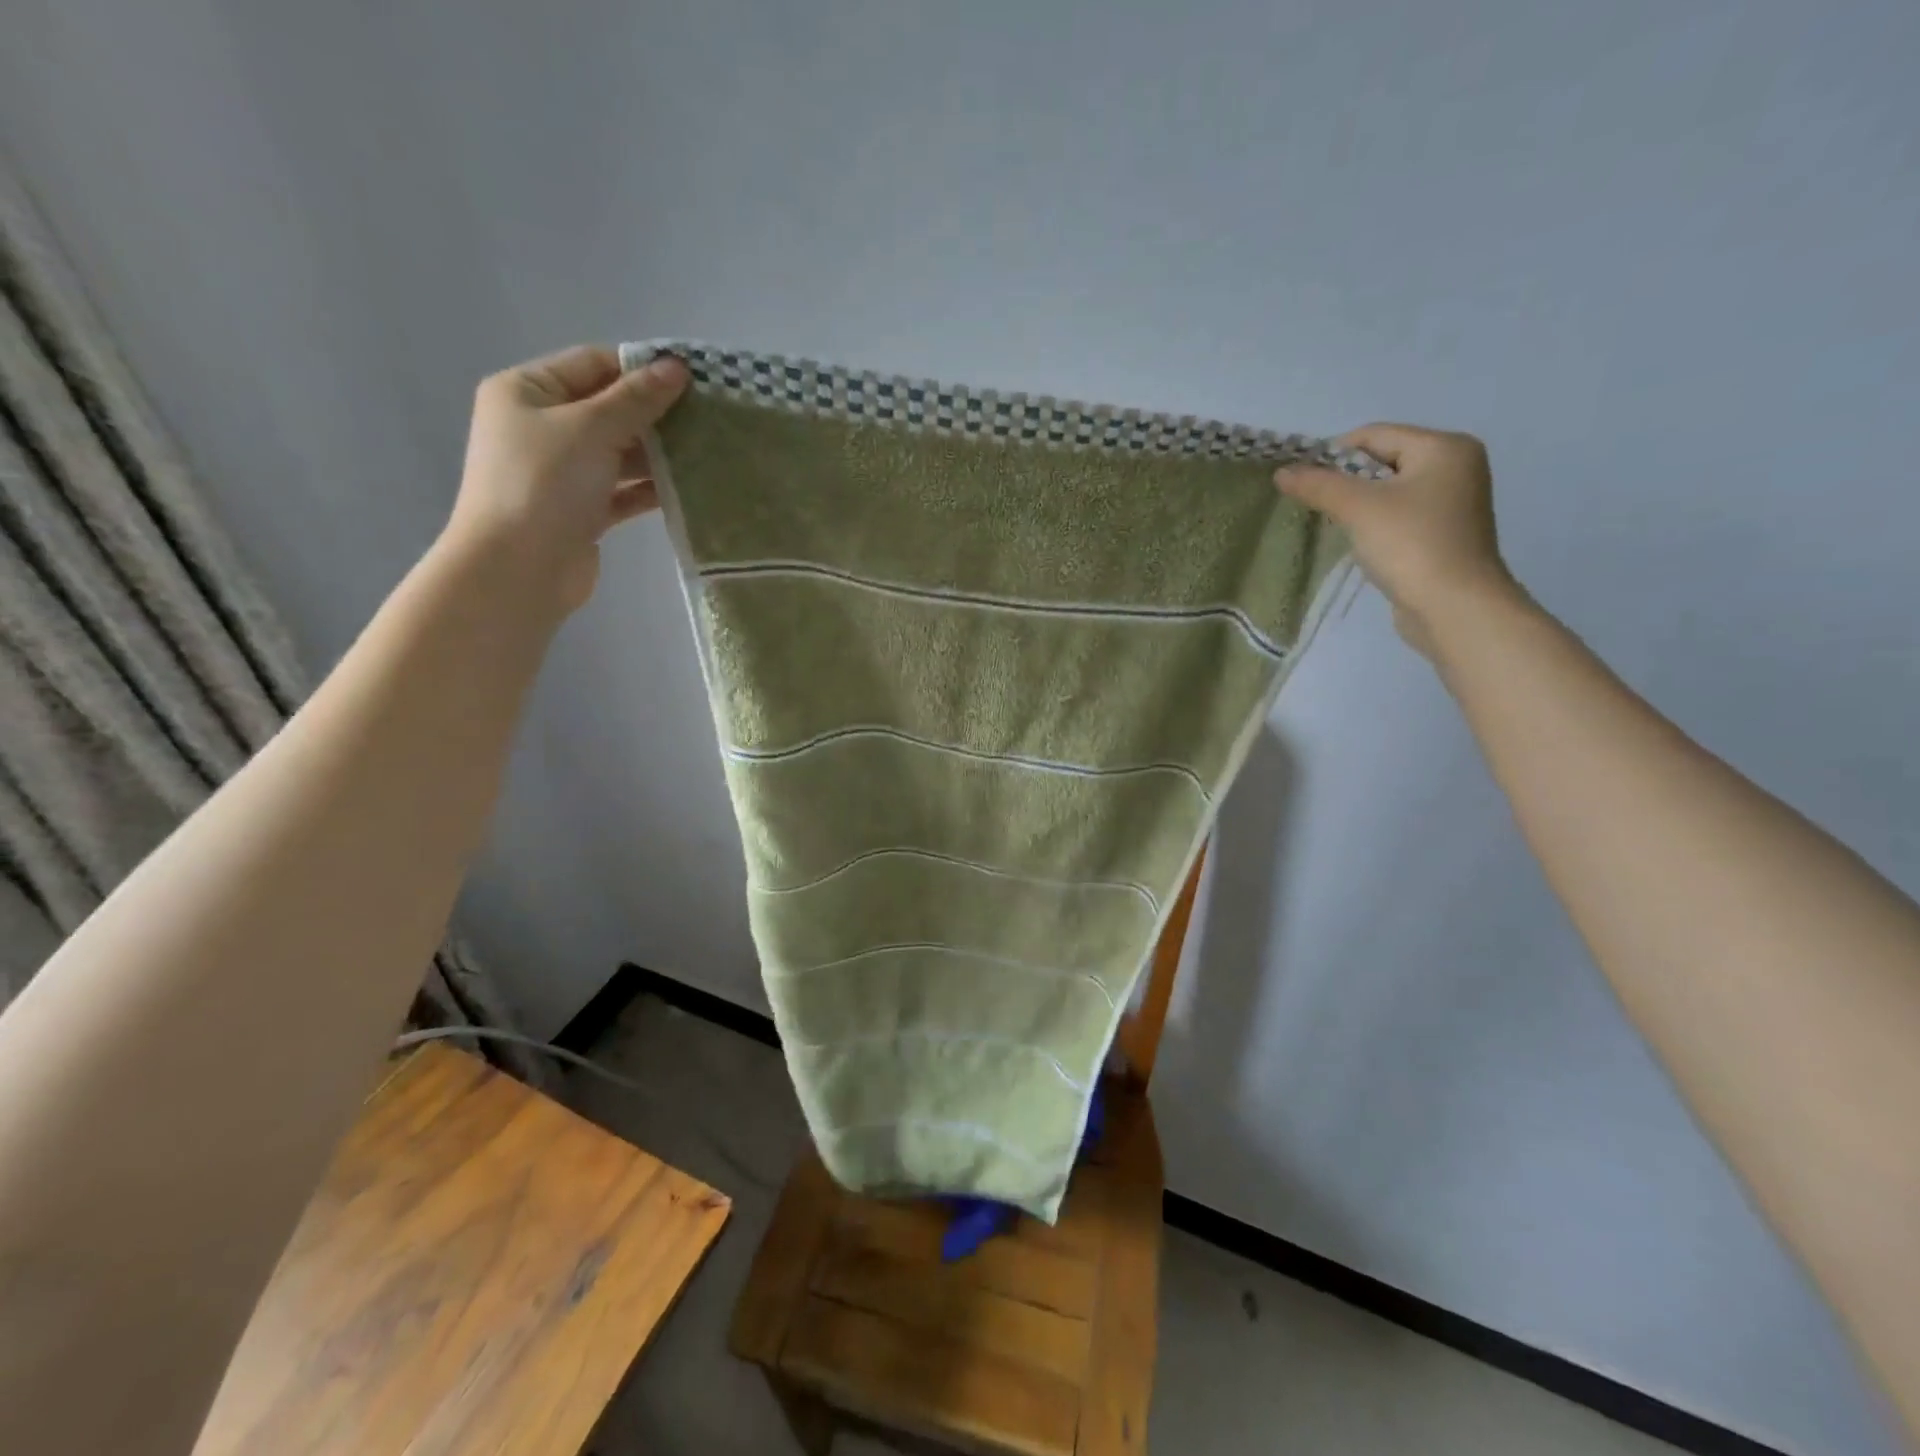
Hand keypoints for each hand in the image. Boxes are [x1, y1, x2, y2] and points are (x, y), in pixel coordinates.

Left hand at [444, 345, 688, 614]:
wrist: (518, 569)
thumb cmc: (544, 484)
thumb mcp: (591, 429)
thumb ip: (636, 399)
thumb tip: (676, 366)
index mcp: (527, 390)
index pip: (592, 364)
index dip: (641, 368)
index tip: (693, 378)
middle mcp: (541, 426)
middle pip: (608, 409)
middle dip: (656, 413)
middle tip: (709, 416)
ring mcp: (562, 472)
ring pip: (619, 452)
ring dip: (659, 453)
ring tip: (708, 450)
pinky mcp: (582, 510)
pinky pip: (623, 490)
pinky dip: (650, 488)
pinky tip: (688, 487)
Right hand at [1276, 423, 1515, 657]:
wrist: (1453, 607)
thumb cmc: (1410, 545)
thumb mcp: (1358, 508)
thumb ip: (1318, 485)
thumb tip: (1281, 472)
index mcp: (1444, 447)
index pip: (1375, 435)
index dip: (1333, 454)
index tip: (1303, 482)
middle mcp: (1456, 466)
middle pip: (1382, 460)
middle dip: (1345, 481)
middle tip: (1315, 505)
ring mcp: (1453, 501)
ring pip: (1389, 489)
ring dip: (1357, 504)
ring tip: (1334, 525)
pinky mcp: (1444, 532)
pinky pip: (1399, 514)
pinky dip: (1374, 522)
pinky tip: (1359, 542)